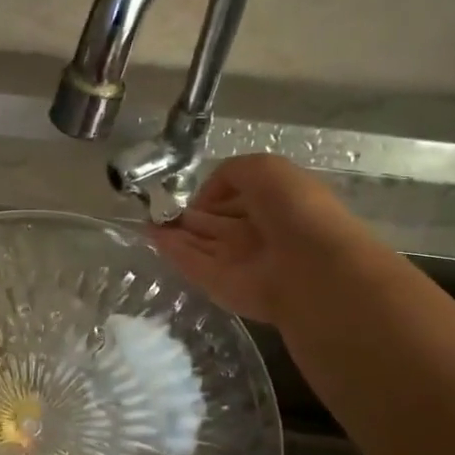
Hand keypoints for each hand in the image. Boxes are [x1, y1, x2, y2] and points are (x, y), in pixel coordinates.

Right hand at [150, 154, 353, 323]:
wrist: (310, 270)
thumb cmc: (295, 210)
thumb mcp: (265, 168)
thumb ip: (230, 173)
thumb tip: (206, 197)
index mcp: (275, 203)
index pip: (238, 196)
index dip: (214, 192)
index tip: (190, 188)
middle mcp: (256, 232)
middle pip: (216, 222)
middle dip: (189, 214)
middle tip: (156, 204)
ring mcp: (237, 261)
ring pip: (200, 243)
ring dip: (173, 231)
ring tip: (144, 217)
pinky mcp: (219, 285)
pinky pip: (191, 264)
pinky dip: (170, 250)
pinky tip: (148, 235)